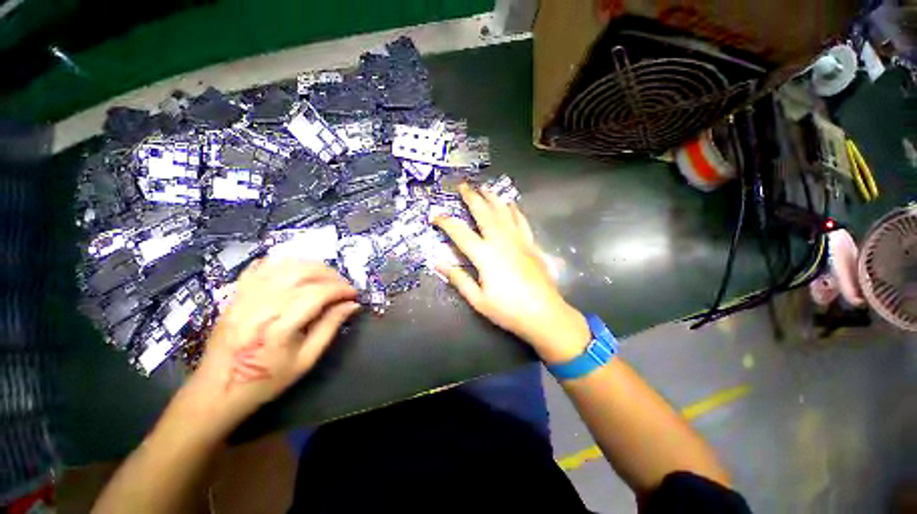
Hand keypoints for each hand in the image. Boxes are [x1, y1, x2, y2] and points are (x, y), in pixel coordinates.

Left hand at [178, 258, 358, 435]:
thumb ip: (330, 327)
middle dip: (330, 275)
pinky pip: (262, 266)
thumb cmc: (266, 380)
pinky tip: (297, 271)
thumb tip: (352, 305)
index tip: (354, 295)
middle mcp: (261, 305)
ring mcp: (245, 296)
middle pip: (302, 273)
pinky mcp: (235, 294)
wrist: (217, 389)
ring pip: (284, 265)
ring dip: (312, 266)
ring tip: (325, 277)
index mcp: (279, 326)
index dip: (341, 289)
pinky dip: (284, 263)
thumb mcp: (306, 360)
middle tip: (343, 286)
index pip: (317, 293)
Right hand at [433, 184, 589, 363]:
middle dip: (472, 198)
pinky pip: (521, 221)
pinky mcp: (531, 244)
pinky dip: (514, 210)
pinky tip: (511, 204)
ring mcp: (518, 240)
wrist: (545, 314)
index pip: (460, 233)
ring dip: (493, 198)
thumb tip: (438, 263)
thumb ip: (458, 278)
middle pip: (484, 213)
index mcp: (485, 255)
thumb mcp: (478, 299)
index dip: (446, 222)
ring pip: (503, 212)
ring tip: (485, 187)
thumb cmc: (508, 310)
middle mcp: (501, 241)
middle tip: (463, 185)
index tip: (435, 215)